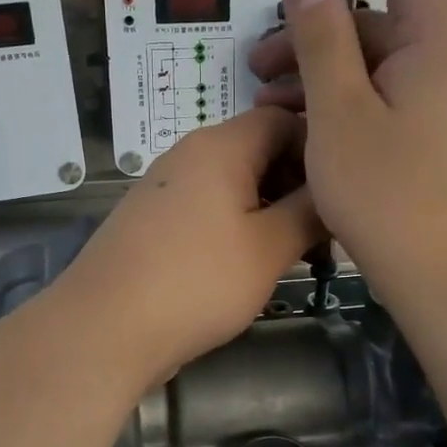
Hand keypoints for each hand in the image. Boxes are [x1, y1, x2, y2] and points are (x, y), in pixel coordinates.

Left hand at [56, 108, 323, 387]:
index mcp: (221, 146)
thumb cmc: (197, 281)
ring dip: (268, 209)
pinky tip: (249, 265)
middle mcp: (190, 154)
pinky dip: (236, 226)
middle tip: (325, 232)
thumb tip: (335, 190)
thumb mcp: (269, 248)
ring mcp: (165, 188)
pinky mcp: (151, 221)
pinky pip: (206, 208)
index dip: (318, 149)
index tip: (343, 193)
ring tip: (295, 254)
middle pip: (257, 150)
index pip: (283, 119)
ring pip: (233, 183)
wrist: (104, 327)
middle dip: (296, 184)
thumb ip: (310, 212)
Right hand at [247, 0, 446, 301]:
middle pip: (386, 20)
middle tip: (259, 68)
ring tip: (270, 106)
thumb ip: (322, 38)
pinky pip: (396, 102)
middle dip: (319, 34)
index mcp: (441, 40)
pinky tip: (309, 135)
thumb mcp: (339, 112)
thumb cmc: (390, 194)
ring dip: (328, 75)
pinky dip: (353, 106)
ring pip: (385, 67)